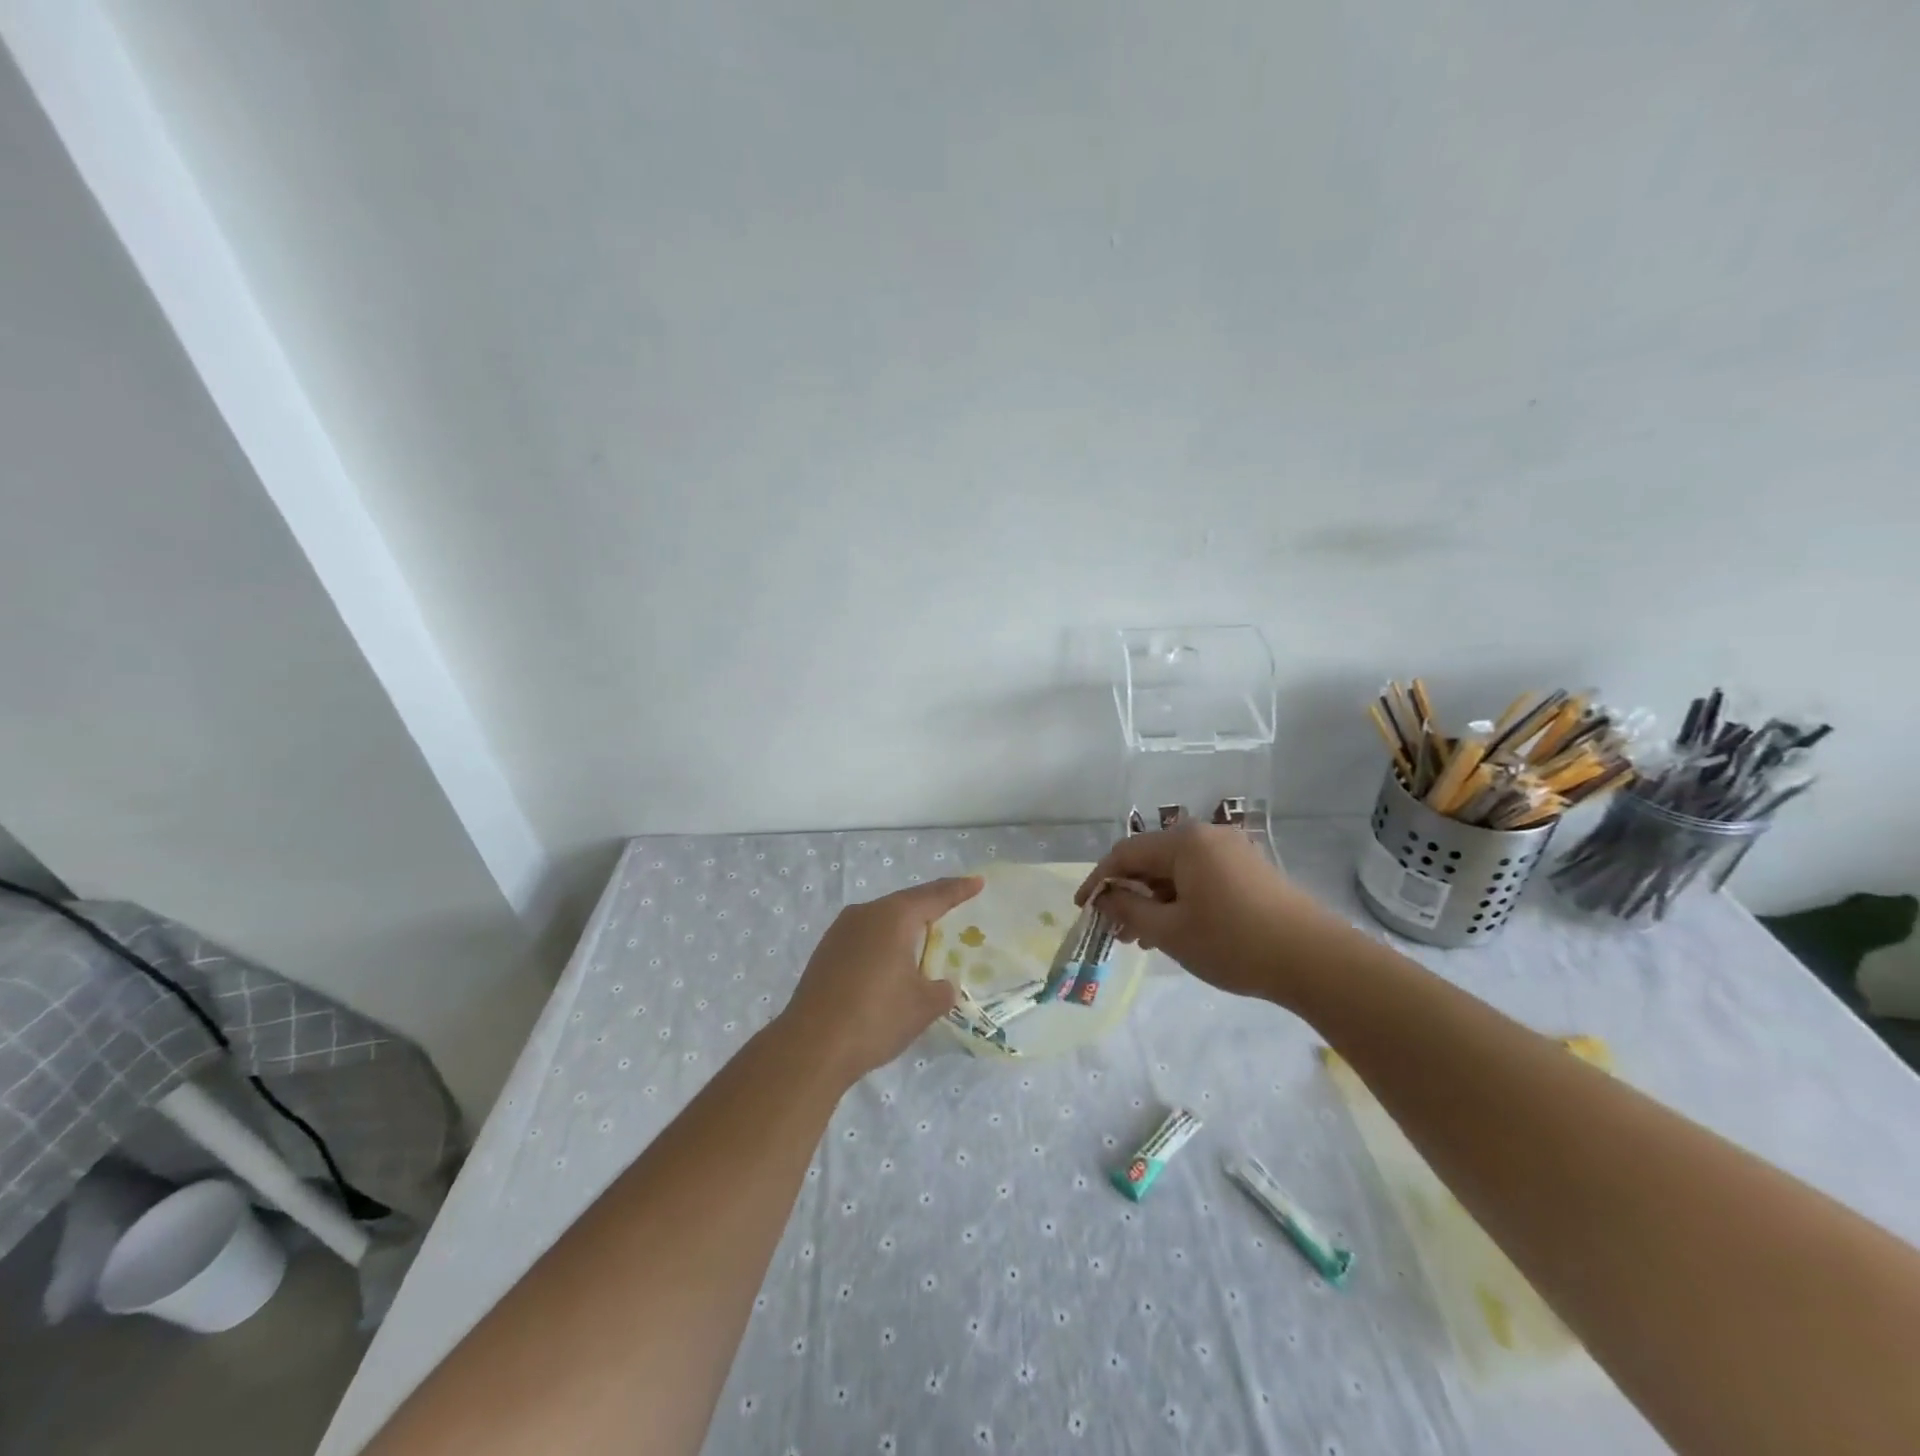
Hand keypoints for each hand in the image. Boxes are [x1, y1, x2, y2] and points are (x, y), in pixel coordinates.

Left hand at [778, 877, 980, 1084]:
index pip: (934, 896)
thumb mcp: (923, 1006)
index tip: (977, 882)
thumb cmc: (875, 1018)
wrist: (811, 1046)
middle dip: (931, 906)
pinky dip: (884, 942)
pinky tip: (891, 962)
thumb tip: (943, 985)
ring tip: (925, 937)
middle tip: (955, 909)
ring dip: (904, 927)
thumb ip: (941, 989)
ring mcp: (840, 931)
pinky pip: (865, 937)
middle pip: (906, 903)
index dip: (959, 890)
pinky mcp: (825, 952)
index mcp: (893, 917)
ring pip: (882, 920)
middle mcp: (865, 914)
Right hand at [1075, 825, 1346, 1002]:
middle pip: (1151, 859)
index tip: (1083, 908)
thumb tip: (1106, 897)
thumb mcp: (1171, 931)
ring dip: (1153, 900)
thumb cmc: (1234, 943)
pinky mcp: (1249, 870)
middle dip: (1128, 893)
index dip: (1099, 880)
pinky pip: (1199, 878)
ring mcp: (1231, 851)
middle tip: (1115, 929)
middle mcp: (1206, 836)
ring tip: (1142, 937)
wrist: (1316, 961)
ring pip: (1175, 871)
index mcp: (1184, 842)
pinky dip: (1179, 900)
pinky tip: (1175, 930)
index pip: (1125, 853)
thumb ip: (1130, 909)